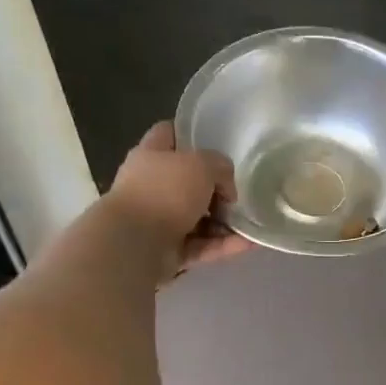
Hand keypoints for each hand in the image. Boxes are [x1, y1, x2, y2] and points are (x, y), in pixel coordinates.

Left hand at [107, 122, 250, 282]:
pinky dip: (222, 245)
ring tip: (250, 223)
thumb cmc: (165, 192)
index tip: (217, 142)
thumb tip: (226, 189)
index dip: (190, 134)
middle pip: (187, 181)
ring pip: (197, 217)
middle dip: (215, 188)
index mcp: (151, 156)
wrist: (135, 244)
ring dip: (224, 221)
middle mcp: (151, 186)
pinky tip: (249, 244)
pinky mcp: (167, 250)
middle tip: (238, 193)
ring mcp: (158, 220)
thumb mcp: (201, 165)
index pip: (168, 134)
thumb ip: (220, 167)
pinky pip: (200, 245)